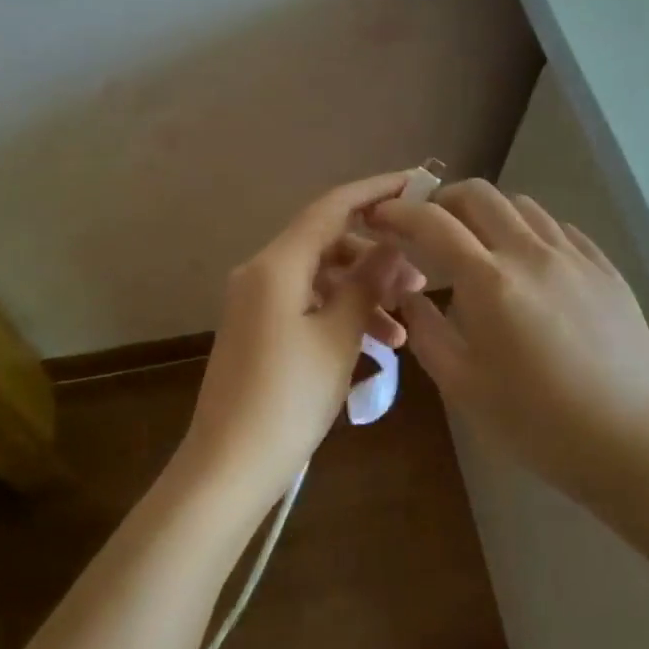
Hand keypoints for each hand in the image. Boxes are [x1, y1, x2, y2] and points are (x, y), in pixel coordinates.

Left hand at [178, 171, 426, 508]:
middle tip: (420, 283)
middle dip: (375, 257)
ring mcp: (256, 301)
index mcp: (277, 264)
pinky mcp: (257, 327)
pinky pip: (306, 304)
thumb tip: (393, 247)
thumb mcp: (338, 338)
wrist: (229, 465)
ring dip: (361, 293)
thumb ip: (367, 284)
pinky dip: (339, 314)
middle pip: (327, 243)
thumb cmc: (288, 398)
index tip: (414, 183)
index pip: (331, 208)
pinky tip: (375, 346)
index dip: (374, 191)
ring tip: (403, 329)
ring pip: (320, 278)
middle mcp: (261, 271)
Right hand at [369, 180, 648, 508]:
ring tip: (480, 245)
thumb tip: (407, 293)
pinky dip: (530, 232)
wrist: (633, 443)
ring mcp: (574, 257)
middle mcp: (530, 253)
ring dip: (489, 213)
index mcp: (489, 281)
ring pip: (522, 205)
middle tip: (429, 227)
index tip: (381, 216)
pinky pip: (560, 229)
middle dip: (443, 200)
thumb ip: (424, 330)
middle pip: (479, 194)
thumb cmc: (537, 422)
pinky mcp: (605, 269)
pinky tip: (530, 263)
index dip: (400, 211)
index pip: (433, 222)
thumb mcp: (462, 385)